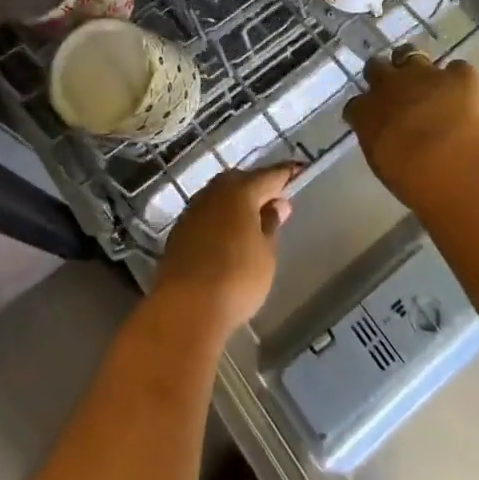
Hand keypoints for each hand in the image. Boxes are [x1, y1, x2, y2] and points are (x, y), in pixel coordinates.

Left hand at [153, 165, 295, 334]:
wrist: (185, 309)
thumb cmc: (236, 278)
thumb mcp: (265, 254)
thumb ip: (270, 225)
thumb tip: (276, 205)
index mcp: (240, 191)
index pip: (270, 176)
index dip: (286, 174)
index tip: (299, 170)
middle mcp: (214, 193)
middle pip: (240, 181)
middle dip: (257, 187)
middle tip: (274, 199)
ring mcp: (193, 211)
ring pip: (220, 197)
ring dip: (236, 203)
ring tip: (252, 219)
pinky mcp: (179, 232)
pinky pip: (206, 216)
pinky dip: (220, 220)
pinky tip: (227, 236)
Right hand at [344, 48, 478, 205]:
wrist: (451, 164)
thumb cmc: (412, 179)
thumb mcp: (383, 164)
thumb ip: (379, 141)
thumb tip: (386, 137)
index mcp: (366, 111)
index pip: (355, 104)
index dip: (365, 108)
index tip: (371, 118)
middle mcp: (390, 84)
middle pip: (376, 66)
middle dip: (382, 74)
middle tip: (394, 90)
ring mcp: (424, 74)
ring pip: (410, 53)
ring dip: (414, 64)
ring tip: (425, 80)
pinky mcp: (457, 75)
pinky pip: (456, 68)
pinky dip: (458, 79)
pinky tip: (464, 93)